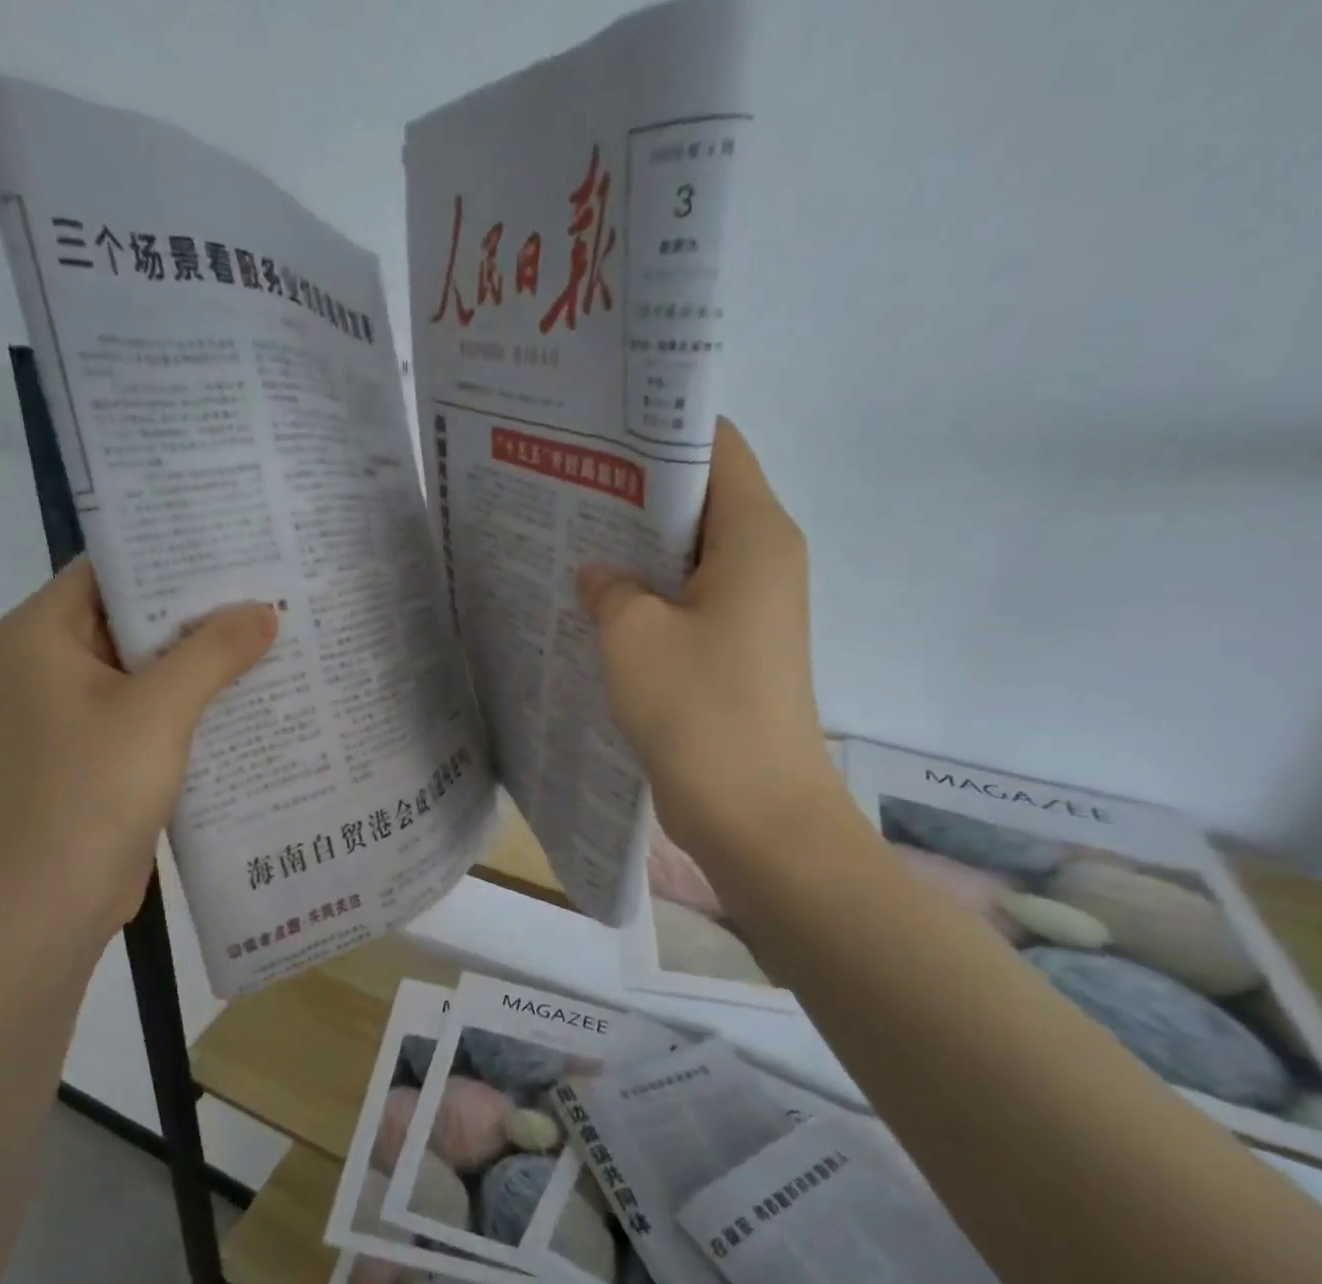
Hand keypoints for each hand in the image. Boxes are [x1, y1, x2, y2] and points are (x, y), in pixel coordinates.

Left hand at [0, 557, 275, 957]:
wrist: (47, 903)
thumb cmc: (90, 790)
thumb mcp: (159, 710)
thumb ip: (214, 652)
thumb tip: (265, 609)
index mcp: (41, 633)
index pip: (112, 568)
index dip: (174, 554)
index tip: (238, 547)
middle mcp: (49, 662)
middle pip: (133, 617)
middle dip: (201, 610)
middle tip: (270, 590)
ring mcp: (72, 711)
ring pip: (146, 667)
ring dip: (202, 660)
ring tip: (273, 637)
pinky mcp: (96, 752)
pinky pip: (150, 710)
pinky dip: (192, 703)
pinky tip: (250, 698)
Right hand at [577, 417, 844, 862]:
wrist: (753, 813)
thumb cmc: (699, 709)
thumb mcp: (634, 635)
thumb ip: (608, 587)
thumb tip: (598, 574)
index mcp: (754, 534)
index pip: (713, 447)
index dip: (655, 432)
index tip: (593, 435)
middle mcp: (761, 561)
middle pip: (696, 501)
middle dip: (631, 493)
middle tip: (561, 487)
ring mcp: (747, 611)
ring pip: (684, 558)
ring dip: (632, 553)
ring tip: (564, 539)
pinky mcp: (729, 653)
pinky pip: (682, 606)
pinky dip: (642, 600)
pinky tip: (588, 604)